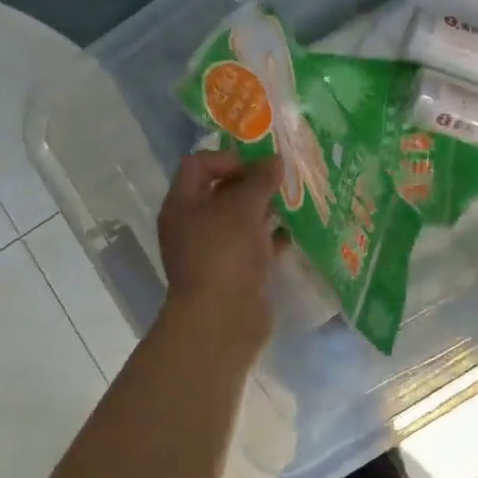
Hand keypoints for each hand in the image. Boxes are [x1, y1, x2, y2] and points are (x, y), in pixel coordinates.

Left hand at [156, 151, 284, 352]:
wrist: (222, 319)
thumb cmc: (225, 253)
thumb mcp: (243, 207)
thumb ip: (260, 180)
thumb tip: (274, 160)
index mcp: (182, 204)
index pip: (199, 164)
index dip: (227, 158)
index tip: (258, 166)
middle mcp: (193, 225)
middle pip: (222, 192)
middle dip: (253, 183)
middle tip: (283, 179)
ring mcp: (213, 251)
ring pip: (241, 220)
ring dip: (265, 210)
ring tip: (295, 202)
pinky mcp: (234, 273)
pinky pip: (253, 246)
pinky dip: (272, 238)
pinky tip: (294, 233)